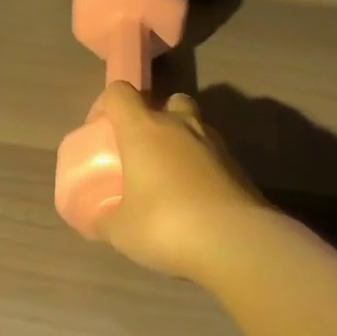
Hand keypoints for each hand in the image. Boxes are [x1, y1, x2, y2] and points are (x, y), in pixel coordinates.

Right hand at [93, 82, 265, 279]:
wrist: (236, 242)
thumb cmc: (165, 225)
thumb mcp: (121, 231)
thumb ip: (104, 221)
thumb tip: (97, 223)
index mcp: (144, 129)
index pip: (120, 92)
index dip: (106, 105)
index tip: (99, 131)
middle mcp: (180, 125)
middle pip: (167, 100)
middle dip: (154, 117)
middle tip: (142, 150)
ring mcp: (215, 143)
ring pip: (195, 124)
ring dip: (181, 141)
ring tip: (170, 176)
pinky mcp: (239, 167)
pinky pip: (213, 154)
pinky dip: (202, 166)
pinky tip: (195, 198)